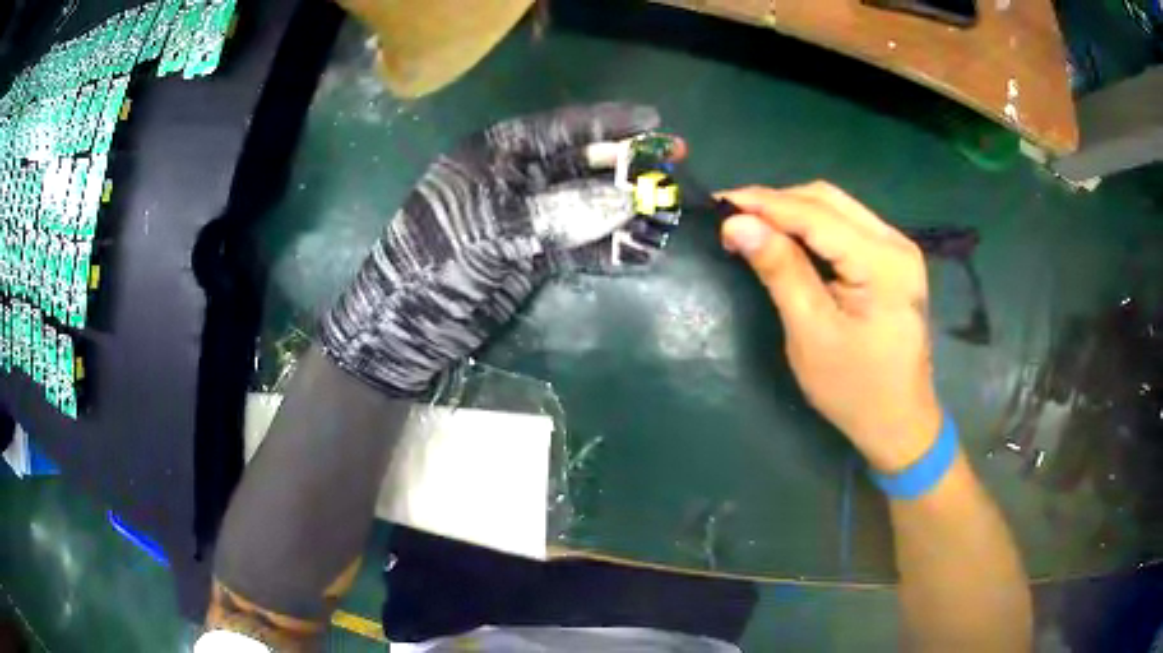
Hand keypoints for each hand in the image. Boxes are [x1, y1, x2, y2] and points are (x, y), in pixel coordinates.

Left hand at [320, 103, 681, 396]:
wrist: (404, 329)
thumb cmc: (434, 264)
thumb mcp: (491, 230)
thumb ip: (559, 213)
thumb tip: (626, 202)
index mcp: (493, 155)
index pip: (559, 127)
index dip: (607, 122)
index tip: (653, 119)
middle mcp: (513, 180)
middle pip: (579, 162)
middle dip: (625, 163)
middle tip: (673, 161)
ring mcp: (524, 220)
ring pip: (584, 204)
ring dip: (624, 208)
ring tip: (667, 208)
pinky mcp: (530, 257)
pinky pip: (578, 245)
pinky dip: (607, 248)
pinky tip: (641, 250)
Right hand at [719, 183, 941, 472]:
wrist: (899, 422)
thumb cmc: (854, 389)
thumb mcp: (811, 334)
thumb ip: (780, 271)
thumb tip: (737, 223)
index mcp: (882, 263)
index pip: (815, 215)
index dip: (764, 204)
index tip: (718, 203)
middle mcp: (895, 243)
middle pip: (828, 199)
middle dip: (776, 202)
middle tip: (732, 217)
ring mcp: (898, 248)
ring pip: (836, 207)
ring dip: (792, 210)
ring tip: (752, 224)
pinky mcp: (893, 259)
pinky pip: (846, 225)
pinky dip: (812, 225)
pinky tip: (787, 238)